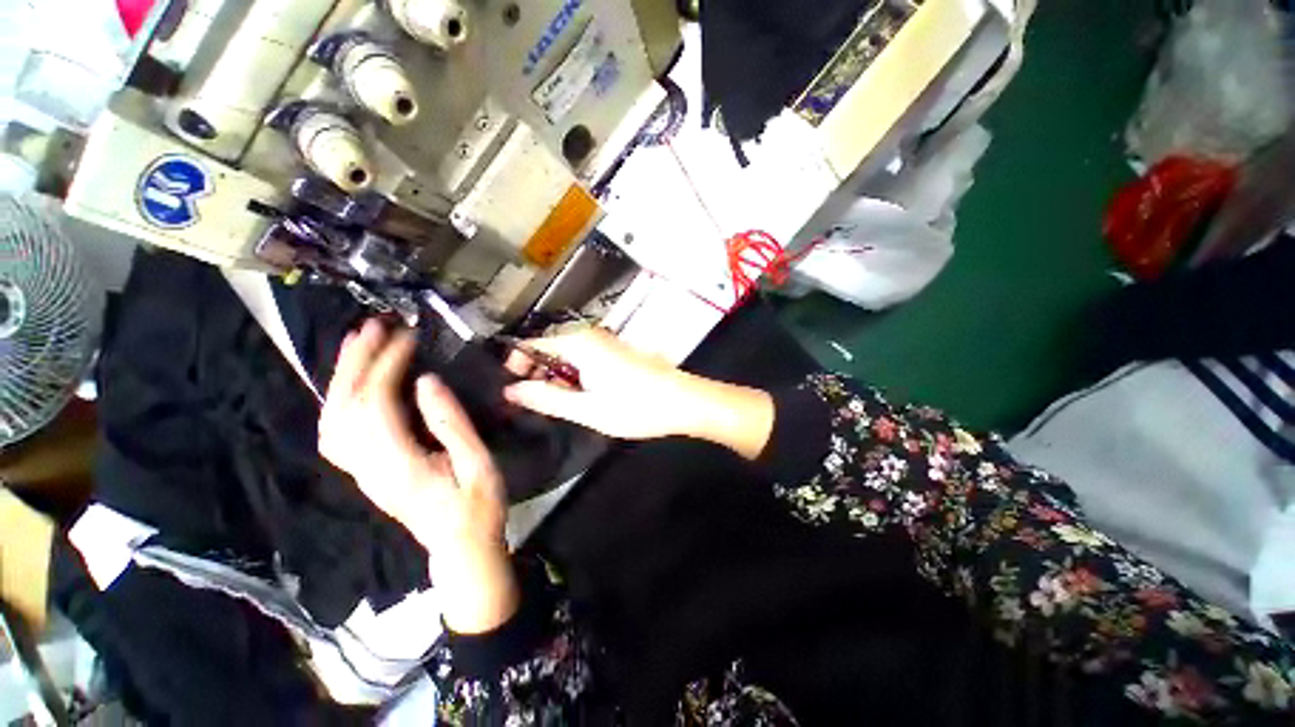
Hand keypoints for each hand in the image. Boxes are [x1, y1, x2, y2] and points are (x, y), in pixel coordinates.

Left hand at [319, 320, 516, 633]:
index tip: (408, 337)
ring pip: (333, 419)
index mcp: (399, 465)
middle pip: (345, 408)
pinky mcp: (365, 473)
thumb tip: (426, 381)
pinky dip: (341, 400)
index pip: (377, 405)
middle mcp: (368, 468)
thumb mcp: (477, 463)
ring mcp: (361, 472)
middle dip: (356, 362)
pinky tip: (355, 383)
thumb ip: (451, 423)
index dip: (388, 366)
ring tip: (357, 345)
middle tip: (371, 328)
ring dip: (342, 378)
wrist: (460, 547)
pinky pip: (338, 432)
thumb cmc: (477, 506)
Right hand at [503, 328, 775, 458]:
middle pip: (550, 347)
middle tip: (537, 402)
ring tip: (561, 404)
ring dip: (558, 377)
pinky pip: (584, 359)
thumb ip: (546, 398)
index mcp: (578, 344)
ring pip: (568, 355)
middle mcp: (590, 336)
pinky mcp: (615, 353)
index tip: (511, 387)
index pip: (532, 343)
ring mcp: (605, 343)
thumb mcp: (586, 409)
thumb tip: (511, 391)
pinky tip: (583, 397)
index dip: (516, 363)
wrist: (682, 401)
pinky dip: (576, 376)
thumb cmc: (635, 406)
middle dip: (538, 373)